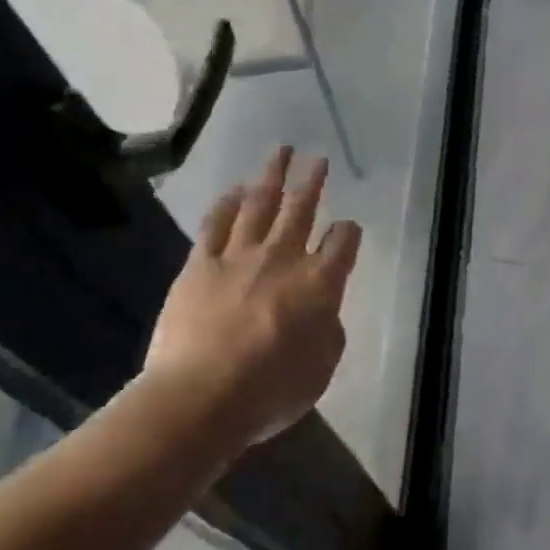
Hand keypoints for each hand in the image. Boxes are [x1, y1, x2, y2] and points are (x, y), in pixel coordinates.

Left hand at [143, 147, 360, 450]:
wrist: (200, 398)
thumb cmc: (271, 390)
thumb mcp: (322, 368)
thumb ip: (328, 330)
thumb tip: (321, 312)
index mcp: (321, 282)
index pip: (344, 241)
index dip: (348, 232)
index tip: (347, 230)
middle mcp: (284, 258)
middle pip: (303, 209)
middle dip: (312, 181)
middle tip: (317, 159)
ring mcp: (240, 257)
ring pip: (260, 204)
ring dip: (272, 176)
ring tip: (280, 152)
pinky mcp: (201, 265)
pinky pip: (216, 224)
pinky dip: (227, 203)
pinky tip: (234, 189)